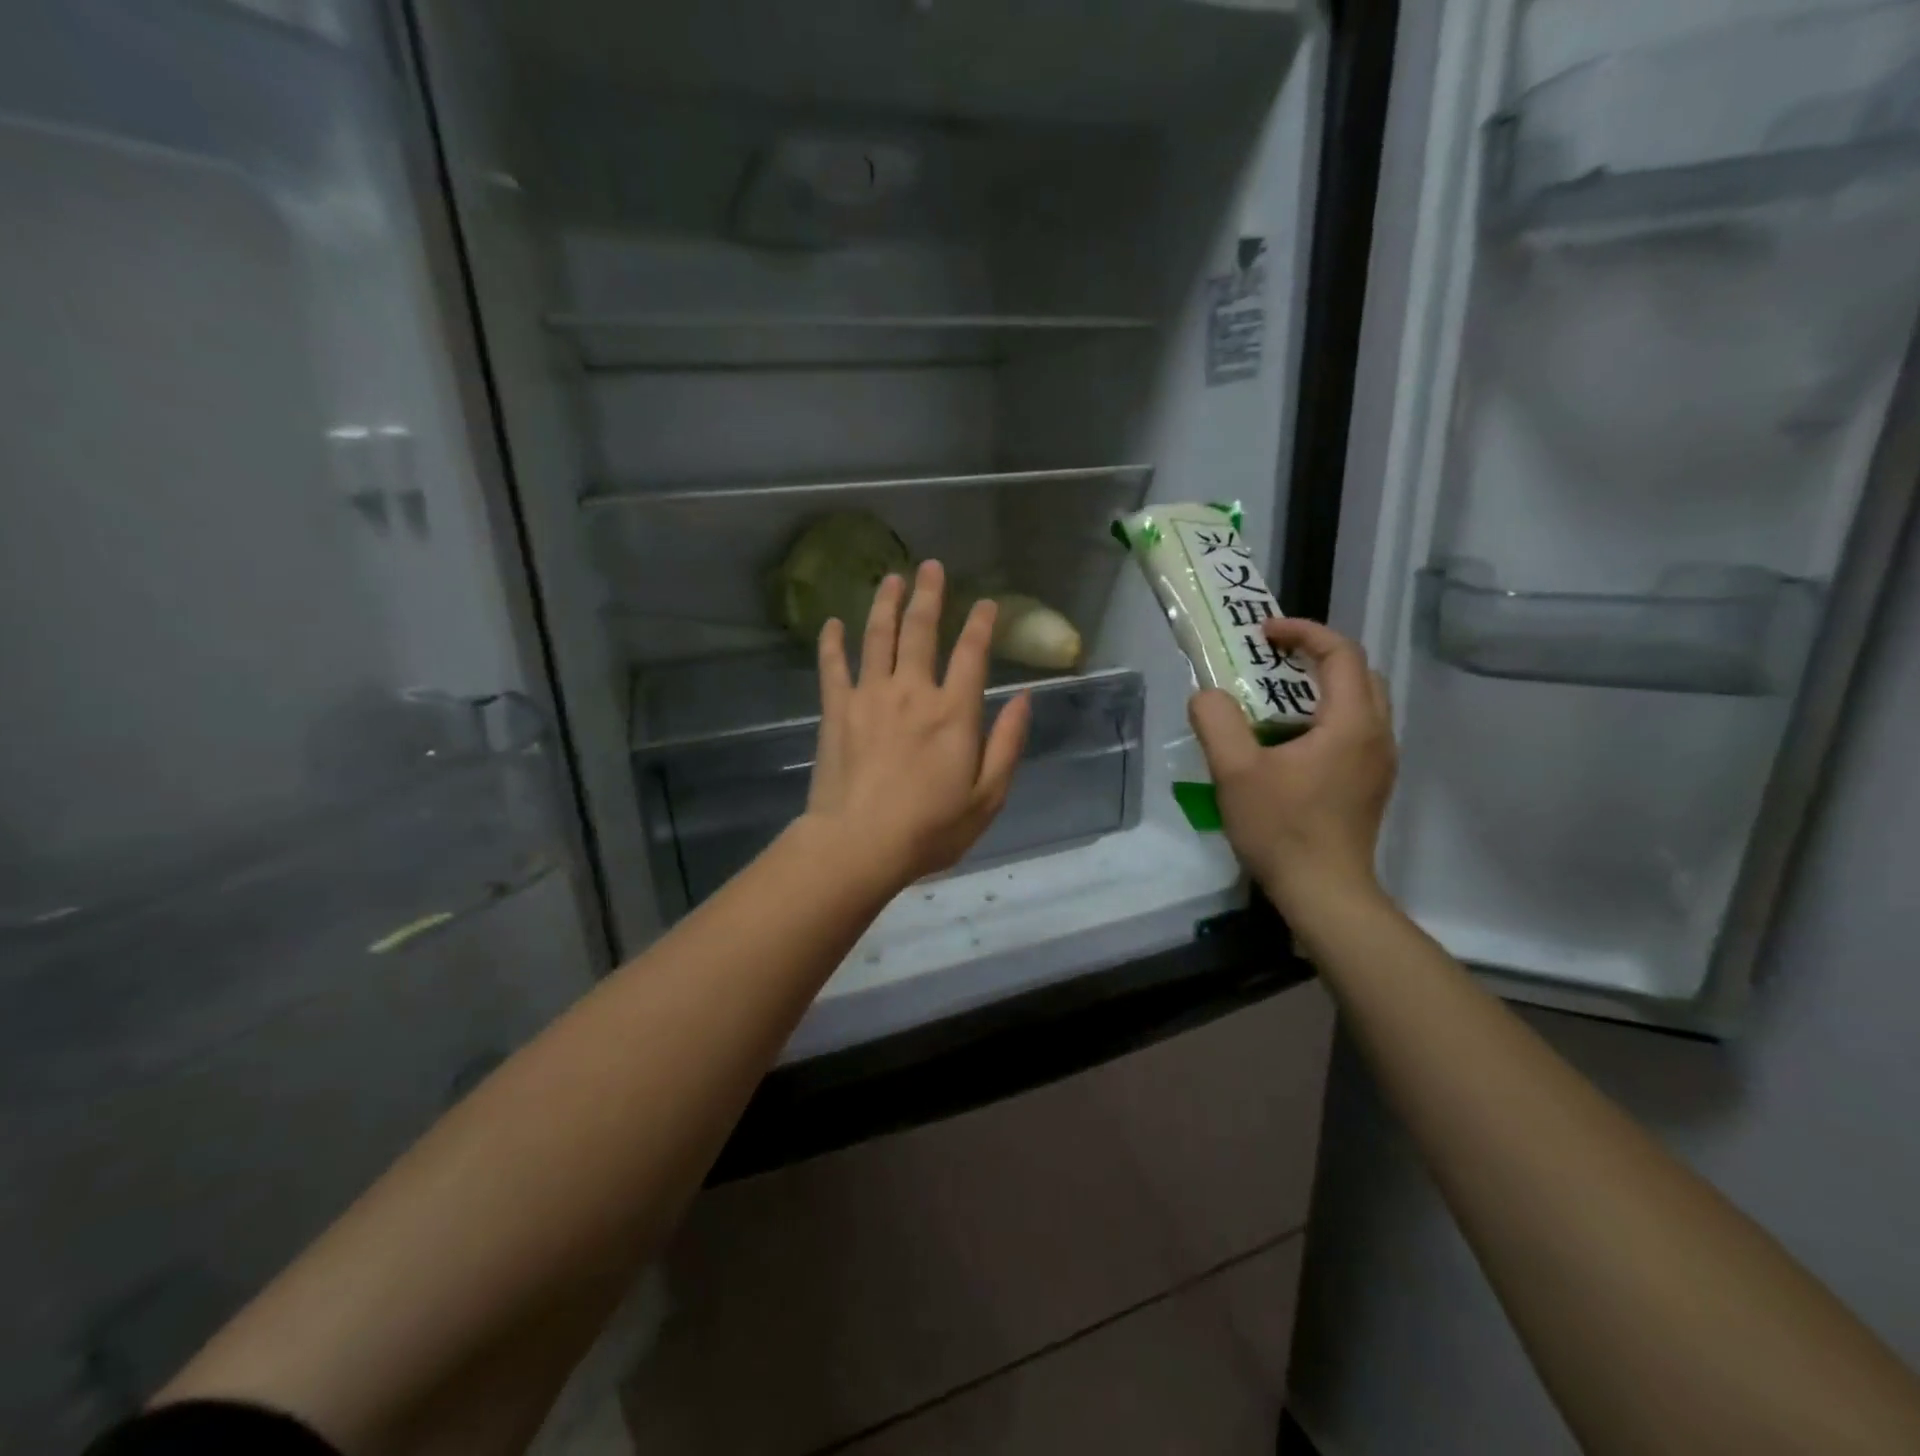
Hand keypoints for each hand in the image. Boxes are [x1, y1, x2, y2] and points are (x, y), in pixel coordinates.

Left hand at [804, 559, 1031, 890]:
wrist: (859, 845)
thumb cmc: (930, 828)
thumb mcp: (987, 796)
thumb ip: (1008, 744)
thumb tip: (1023, 699)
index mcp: (954, 712)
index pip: (972, 654)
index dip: (981, 624)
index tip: (986, 603)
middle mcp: (912, 691)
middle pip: (921, 631)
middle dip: (929, 595)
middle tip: (930, 566)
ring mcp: (870, 696)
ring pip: (877, 638)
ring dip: (885, 604)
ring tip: (890, 578)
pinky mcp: (837, 711)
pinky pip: (833, 667)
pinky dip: (832, 643)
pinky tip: (832, 623)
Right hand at [1188, 617, 1396, 923]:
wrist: (1325, 894)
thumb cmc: (1282, 829)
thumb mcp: (1235, 772)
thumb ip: (1216, 722)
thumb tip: (1208, 695)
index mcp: (1352, 723)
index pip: (1340, 652)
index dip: (1303, 632)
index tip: (1263, 633)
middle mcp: (1377, 735)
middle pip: (1358, 672)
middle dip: (1317, 654)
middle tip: (1272, 659)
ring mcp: (1379, 763)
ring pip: (1361, 703)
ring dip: (1322, 687)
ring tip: (1275, 697)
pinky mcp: (1371, 785)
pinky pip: (1355, 731)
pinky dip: (1326, 716)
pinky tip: (1289, 742)